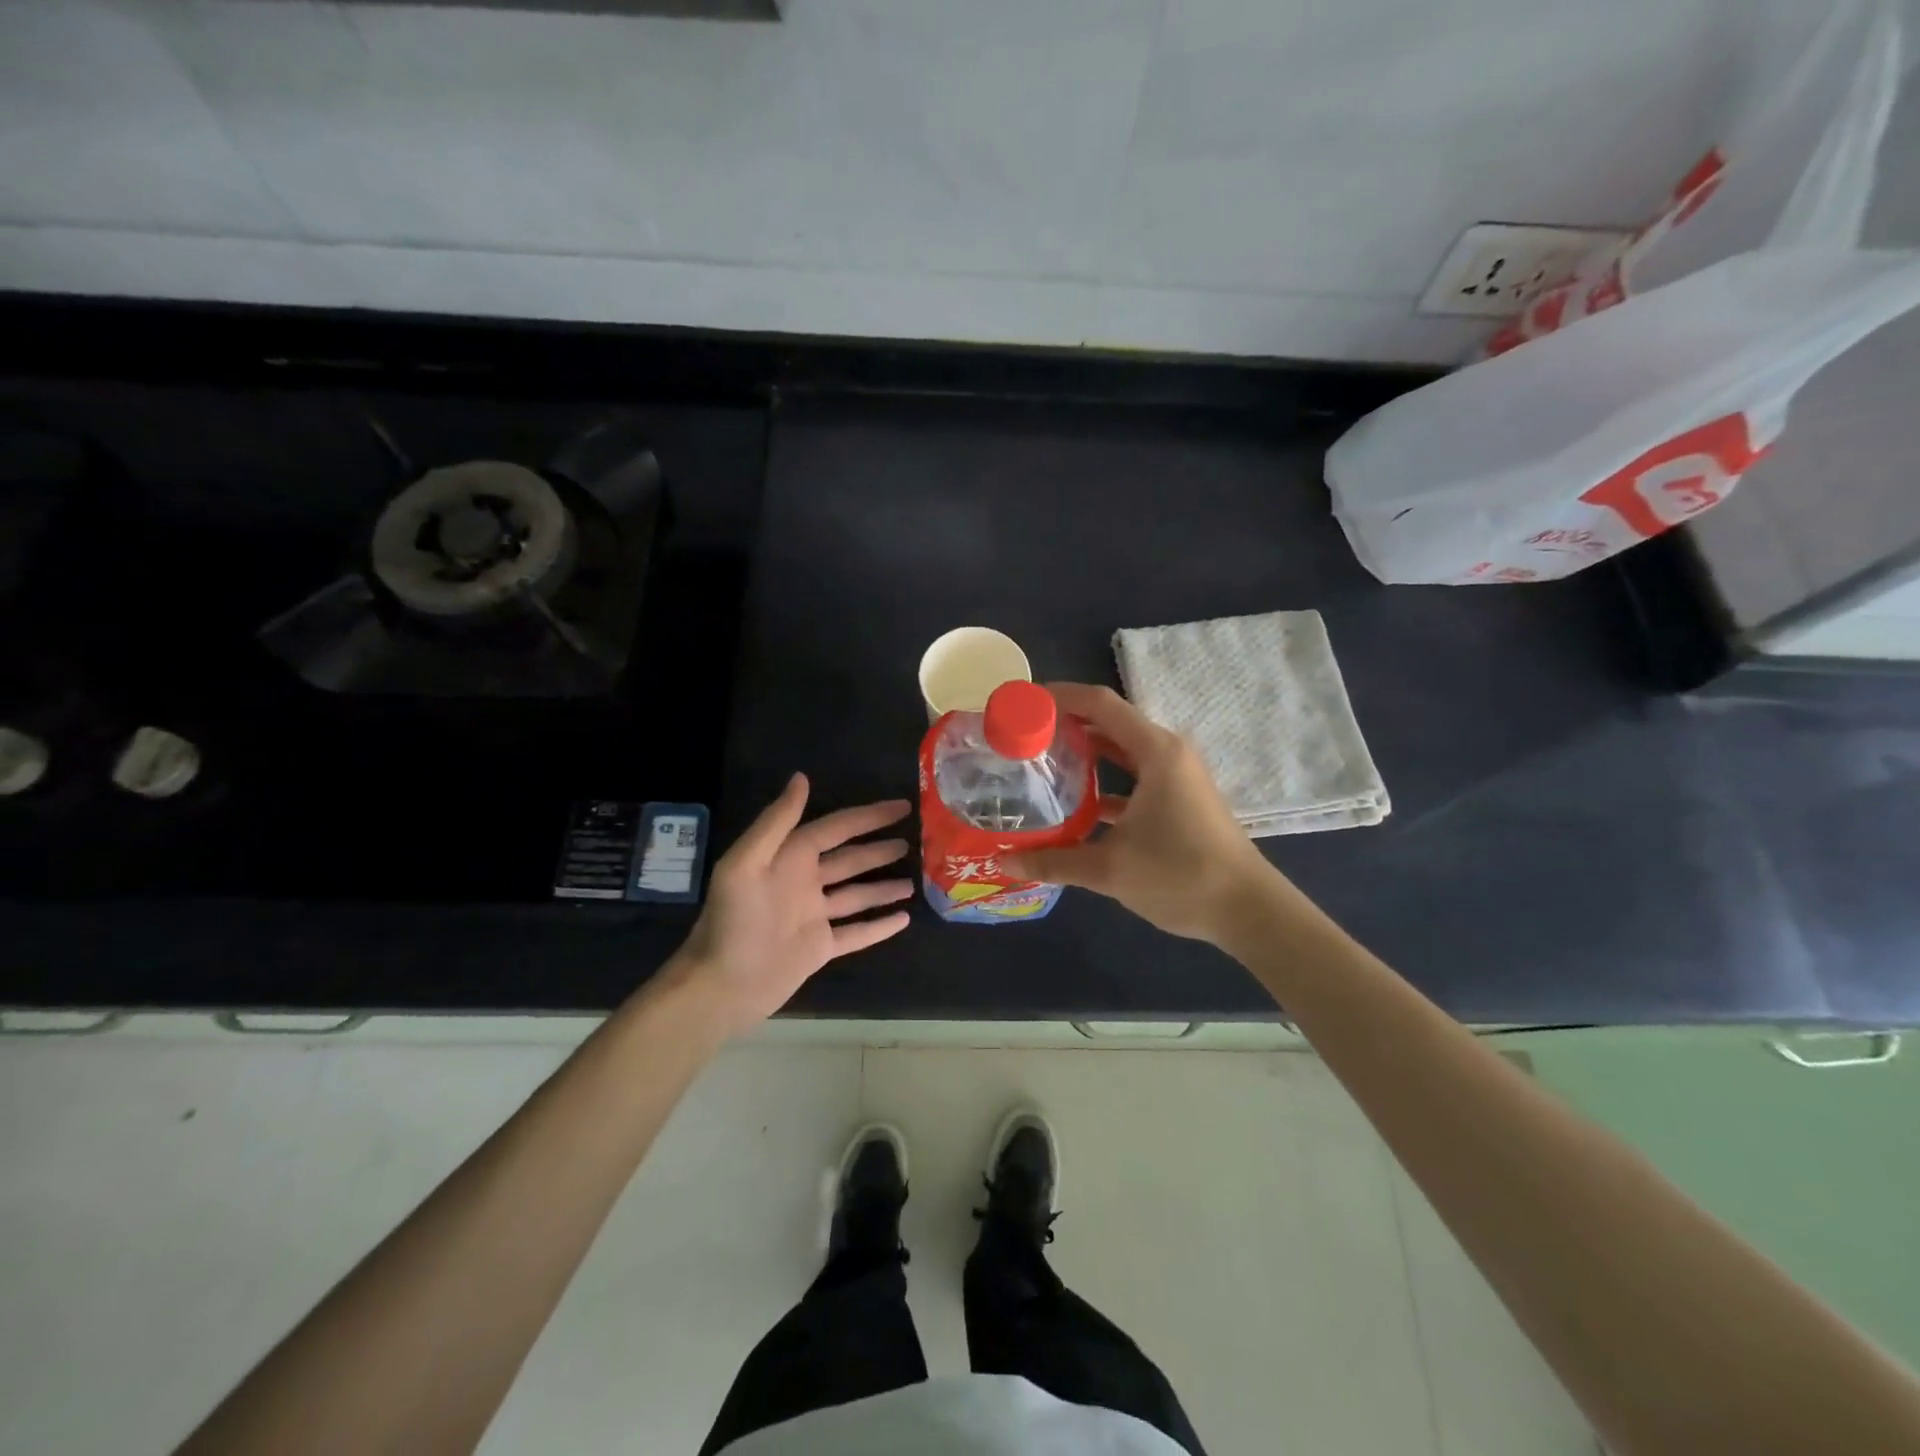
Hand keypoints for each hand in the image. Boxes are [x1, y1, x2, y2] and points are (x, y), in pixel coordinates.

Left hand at [676, 774, 913, 1032]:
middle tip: (914, 839)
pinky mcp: (820, 948)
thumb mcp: (745, 863)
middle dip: (879, 849)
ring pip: (858, 895)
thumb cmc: (733, 921)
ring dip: (883, 886)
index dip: (868, 817)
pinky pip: (857, 933)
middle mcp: (804, 882)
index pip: (836, 828)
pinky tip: (904, 919)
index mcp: (789, 858)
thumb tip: (802, 777)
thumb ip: (776, 821)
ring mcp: (814, 916)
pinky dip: (880, 925)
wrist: (721, 986)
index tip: (902, 807)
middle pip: (850, 859)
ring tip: (914, 880)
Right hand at [1001, 683, 1273, 943]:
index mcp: (1155, 752)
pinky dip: (1105, 781)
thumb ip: (1054, 862)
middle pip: (1110, 722)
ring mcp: (1177, 776)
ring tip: (1041, 763)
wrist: (1248, 910)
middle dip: (1067, 724)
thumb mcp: (1110, 869)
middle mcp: (1167, 753)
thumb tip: (1005, 862)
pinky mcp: (1180, 799)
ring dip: (1086, 753)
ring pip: (1122, 751)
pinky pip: (1134, 776)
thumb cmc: (1180, 876)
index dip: (1060, 696)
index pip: (1100, 703)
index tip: (1023, 702)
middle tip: (1023, 736)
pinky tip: (1075, 804)